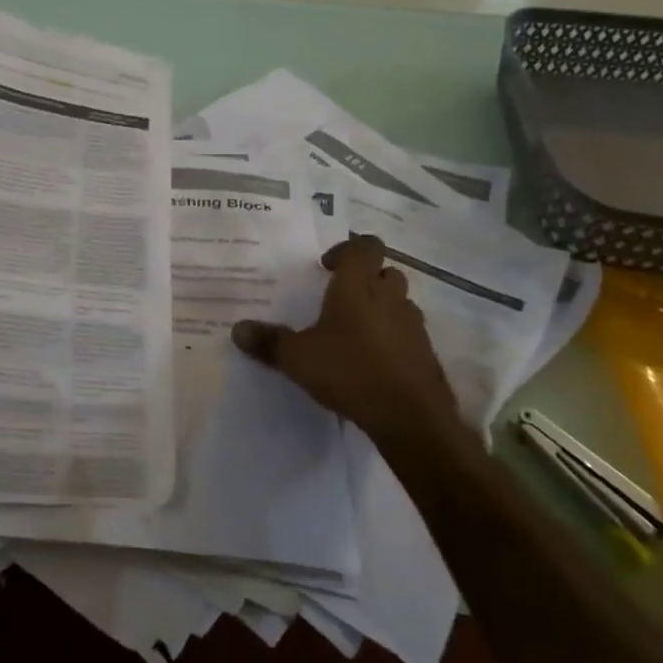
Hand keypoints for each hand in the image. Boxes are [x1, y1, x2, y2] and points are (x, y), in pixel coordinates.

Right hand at [231, 234, 455, 441]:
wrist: (410, 417)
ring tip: (353, 332)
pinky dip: (391, 338)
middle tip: (339, 298)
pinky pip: (406, 333)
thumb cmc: (350, 371)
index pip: (364, 246)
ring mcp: (412, 325)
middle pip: (384, 272)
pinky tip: (371, 362)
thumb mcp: (297, 358)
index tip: (327, 266)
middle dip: (364, 280)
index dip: (347, 249)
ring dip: (380, 308)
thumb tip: (237, 329)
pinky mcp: (425, 353)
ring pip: (398, 303)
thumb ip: (268, 341)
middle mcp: (390, 297)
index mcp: (358, 286)